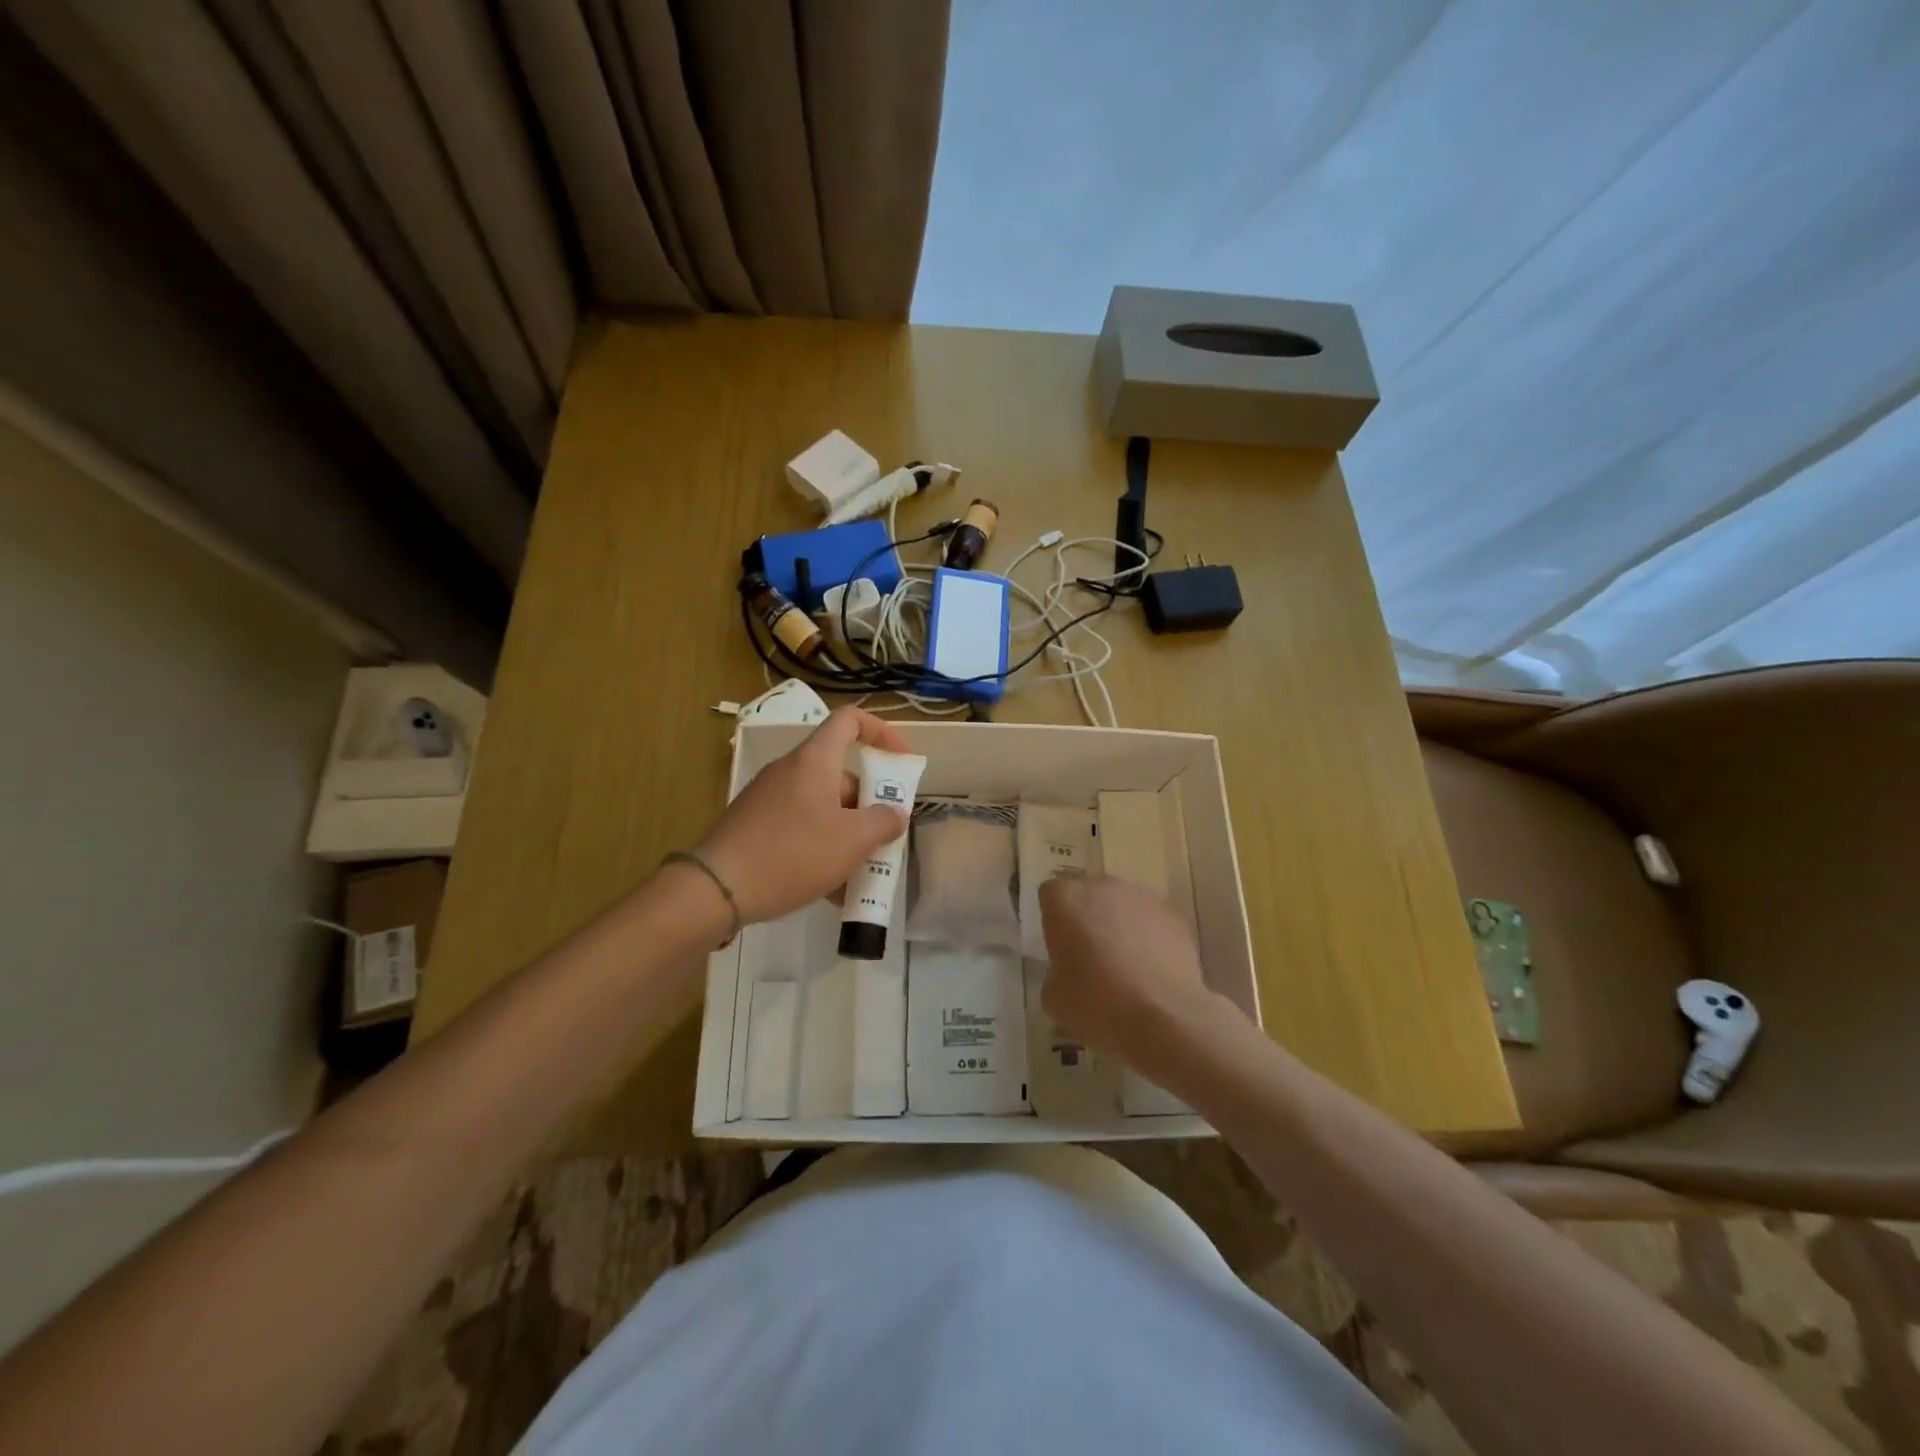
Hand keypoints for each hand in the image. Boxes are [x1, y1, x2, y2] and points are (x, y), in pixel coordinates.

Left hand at [695, 708, 910, 922]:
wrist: (716, 889)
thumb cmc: (793, 854)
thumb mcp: (851, 841)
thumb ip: (883, 822)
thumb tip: (895, 814)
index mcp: (814, 761)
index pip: (850, 720)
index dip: (882, 732)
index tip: (902, 761)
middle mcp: (790, 770)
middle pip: (840, 774)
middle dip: (867, 806)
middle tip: (882, 839)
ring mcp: (769, 798)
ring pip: (821, 807)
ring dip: (846, 834)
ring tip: (859, 874)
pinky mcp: (754, 825)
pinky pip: (800, 827)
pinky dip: (820, 849)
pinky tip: (829, 890)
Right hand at [1038, 875, 1215, 1069]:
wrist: (1162, 1018)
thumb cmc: (1095, 1003)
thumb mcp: (1053, 995)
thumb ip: (1056, 970)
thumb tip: (1070, 970)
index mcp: (1065, 899)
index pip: (1050, 896)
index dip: (1054, 921)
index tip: (1060, 948)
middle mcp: (1103, 886)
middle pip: (1089, 894)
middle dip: (1088, 918)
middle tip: (1091, 956)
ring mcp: (1143, 897)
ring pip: (1123, 905)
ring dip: (1120, 925)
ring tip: (1126, 966)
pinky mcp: (1174, 916)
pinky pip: (1153, 921)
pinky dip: (1150, 938)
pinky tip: (1152, 971)